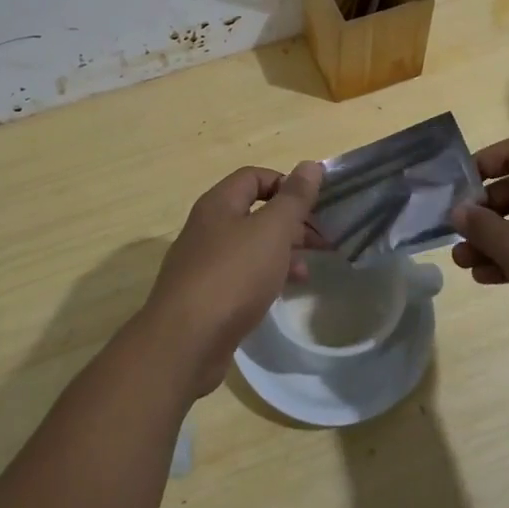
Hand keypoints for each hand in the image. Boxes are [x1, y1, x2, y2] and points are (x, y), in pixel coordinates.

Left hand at [142, 162, 324, 395]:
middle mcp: (207, 227)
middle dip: (290, 222)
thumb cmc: (233, 276)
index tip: (314, 205)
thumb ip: (294, 199)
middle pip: (254, 212)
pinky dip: (265, 277)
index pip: (255, 177)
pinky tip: (282, 292)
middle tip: (322, 240)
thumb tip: (310, 165)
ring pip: (250, 246)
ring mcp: (203, 263)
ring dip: (281, 252)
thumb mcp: (272, 231)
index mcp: (219, 204)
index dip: (286, 184)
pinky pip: (241, 275)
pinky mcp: (205, 296)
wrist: (185, 342)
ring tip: (308, 271)